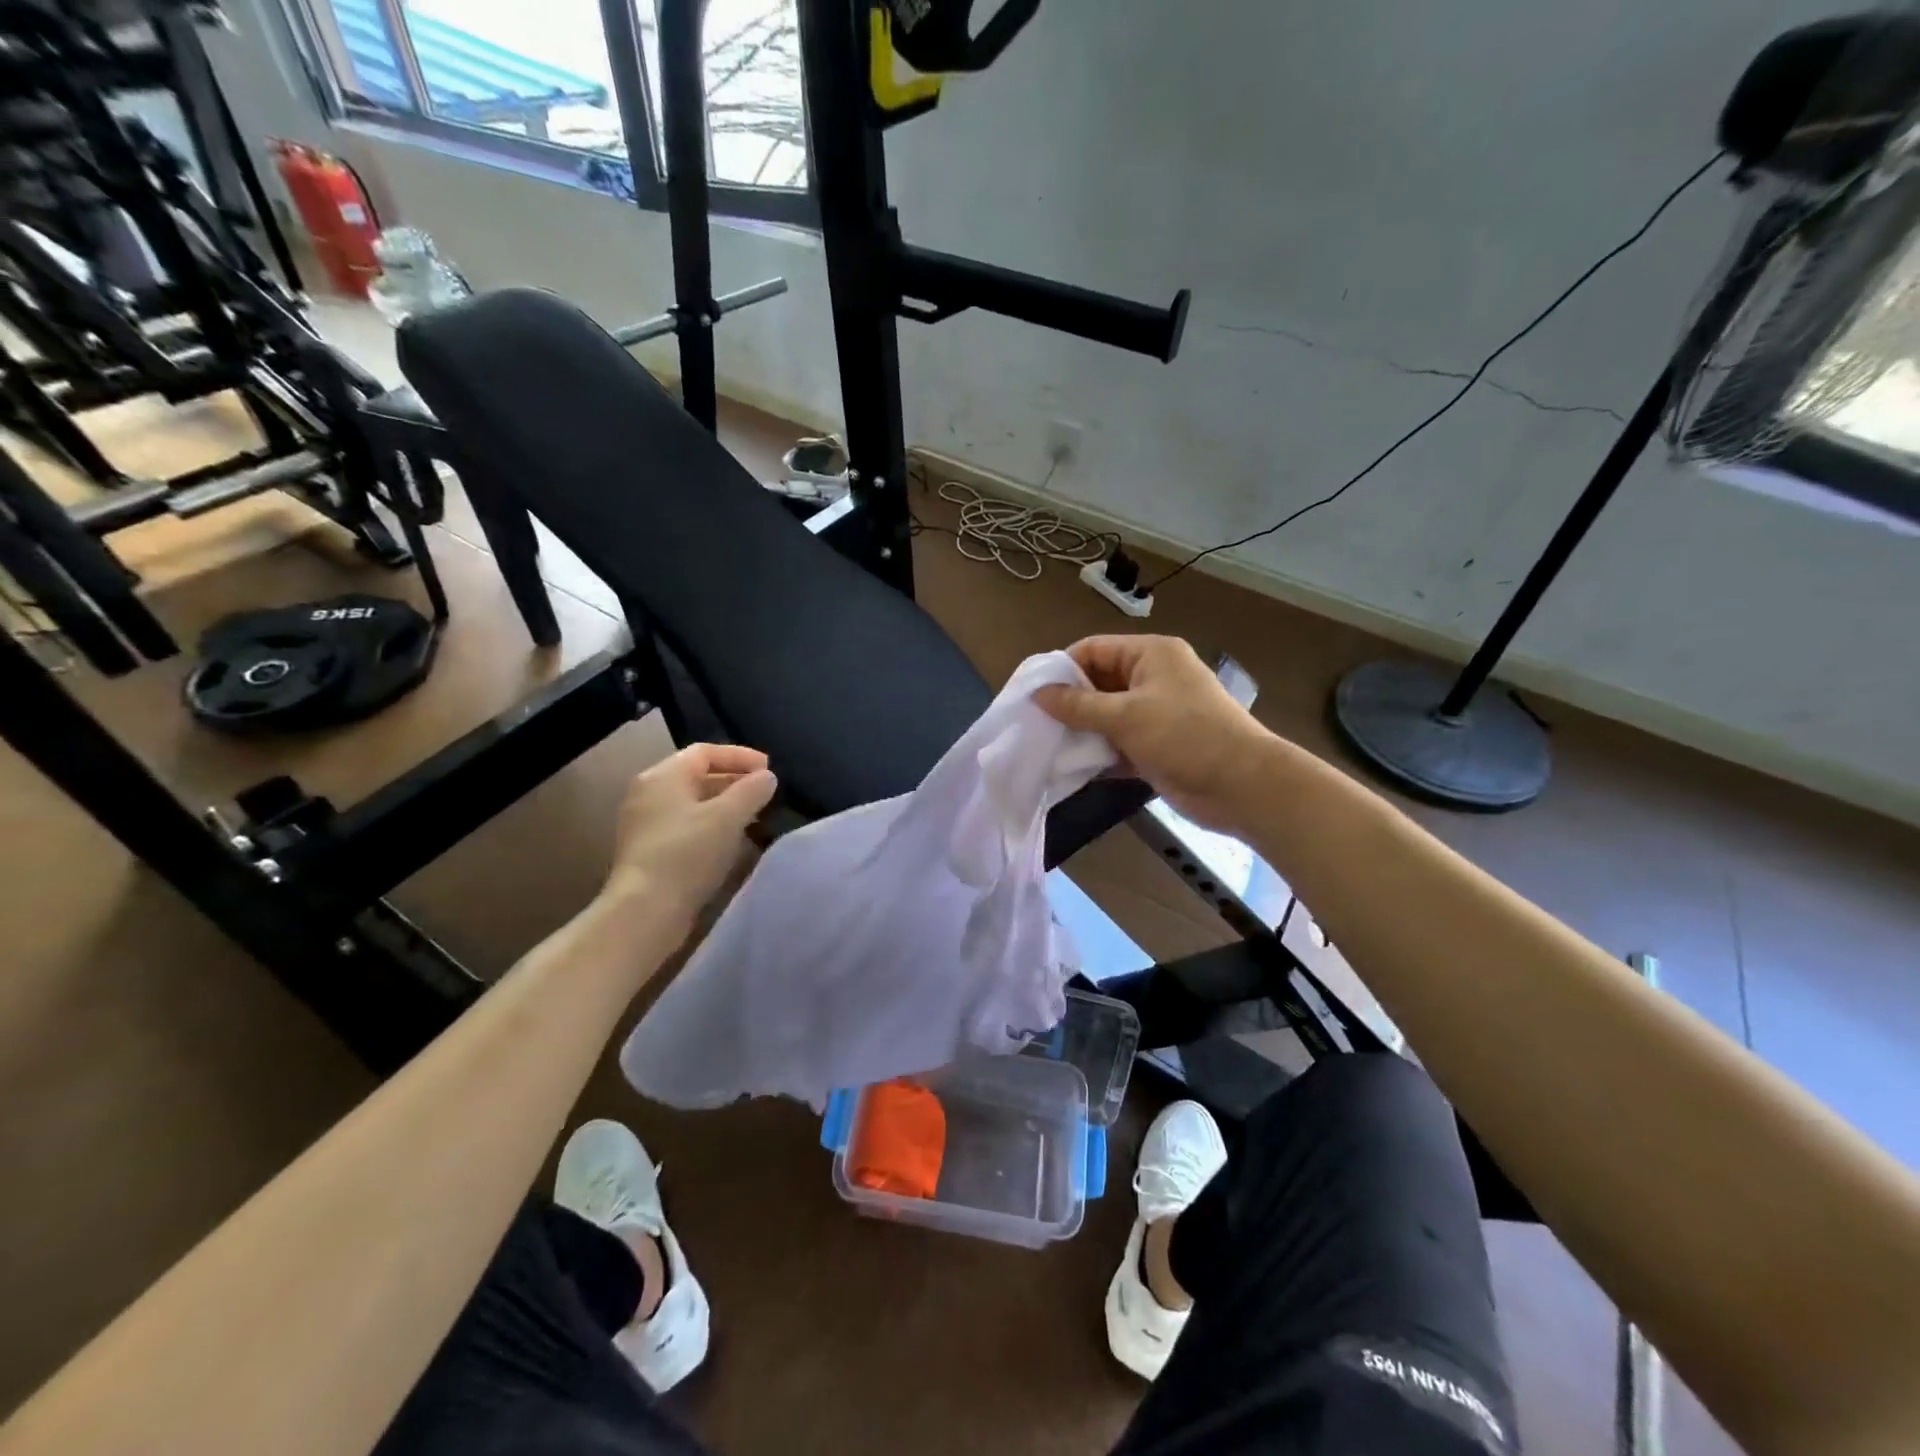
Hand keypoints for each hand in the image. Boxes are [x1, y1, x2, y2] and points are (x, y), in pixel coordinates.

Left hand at [602, 744, 777, 931]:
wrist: (645, 910)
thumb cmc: (687, 853)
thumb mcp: (728, 817)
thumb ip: (751, 791)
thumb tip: (766, 777)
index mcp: (664, 775)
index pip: (706, 752)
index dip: (740, 756)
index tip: (769, 770)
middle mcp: (649, 792)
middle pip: (698, 775)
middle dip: (735, 781)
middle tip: (765, 793)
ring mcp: (645, 823)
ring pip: (693, 803)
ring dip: (725, 805)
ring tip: (755, 817)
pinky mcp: (648, 850)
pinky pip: (686, 825)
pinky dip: (712, 826)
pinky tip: (732, 842)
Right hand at [1034, 635, 1272, 832]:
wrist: (1241, 786)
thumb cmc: (1184, 735)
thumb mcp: (1126, 716)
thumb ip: (1078, 705)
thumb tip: (1038, 694)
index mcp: (1150, 655)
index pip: (1094, 649)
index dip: (1062, 668)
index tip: (1031, 693)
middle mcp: (1152, 678)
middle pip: (1098, 683)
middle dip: (1068, 703)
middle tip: (1033, 723)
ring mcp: (1155, 714)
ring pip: (1106, 716)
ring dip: (1080, 731)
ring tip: (1045, 746)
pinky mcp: (1156, 746)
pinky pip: (1117, 744)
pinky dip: (1097, 754)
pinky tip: (1070, 767)